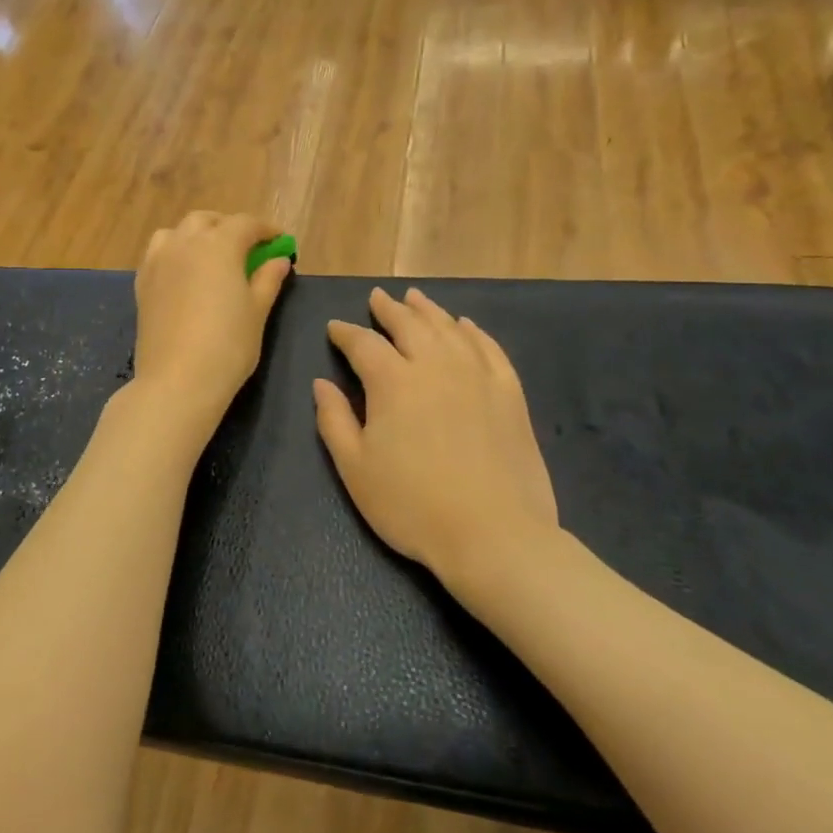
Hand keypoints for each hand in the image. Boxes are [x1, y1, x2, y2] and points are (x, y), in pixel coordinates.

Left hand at [131, 211, 291, 439]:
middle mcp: (184, 243)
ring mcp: (158, 262)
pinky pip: (158, 253)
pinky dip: (175, 252)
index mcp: (218, 245)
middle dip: (228, 227)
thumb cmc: (228, 346)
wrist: (177, 380)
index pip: (245, 224)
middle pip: (207, 221)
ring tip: (211, 256)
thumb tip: (278, 260)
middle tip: (247, 249)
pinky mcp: (142, 283)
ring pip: (177, 232)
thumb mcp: (256, 312)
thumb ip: (267, 280)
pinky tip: (185, 274)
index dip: (266, 230)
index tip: (280, 242)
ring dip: (197, 235)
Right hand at [314, 288, 559, 593]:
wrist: (493, 534)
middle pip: (409, 325)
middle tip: (377, 298)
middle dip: (389, 310)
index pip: (364, 344)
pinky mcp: (509, 393)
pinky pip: (489, 348)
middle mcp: (435, 366)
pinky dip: (473, 332)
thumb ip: (334, 420)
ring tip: (415, 298)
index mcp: (393, 382)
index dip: (346, 333)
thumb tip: (322, 383)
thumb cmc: (411, 505)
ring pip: (449, 329)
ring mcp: (477, 376)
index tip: (335, 327)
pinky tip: (465, 326)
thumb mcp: (355, 469)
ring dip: (429, 310)